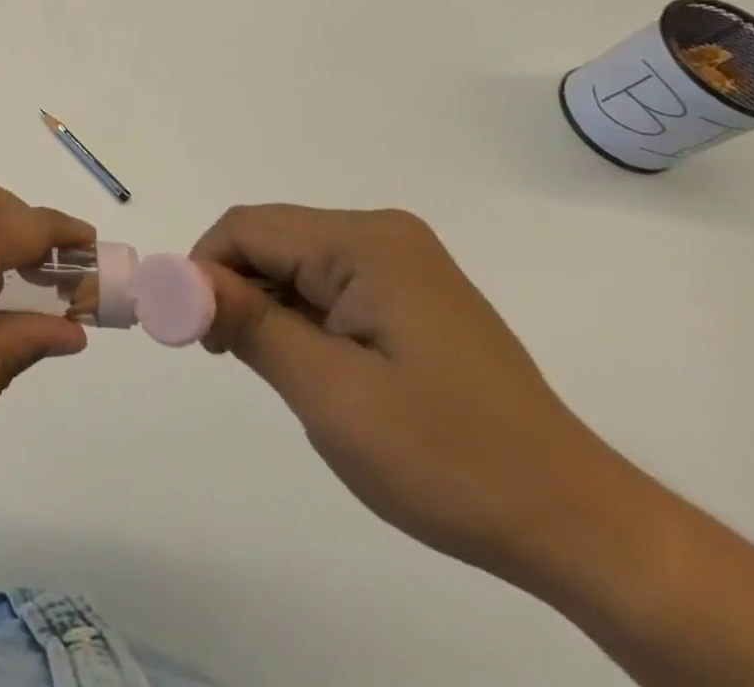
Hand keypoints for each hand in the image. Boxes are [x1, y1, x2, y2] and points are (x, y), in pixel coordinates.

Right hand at [191, 205, 622, 585]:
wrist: (577, 524)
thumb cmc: (446, 457)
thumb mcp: (327, 391)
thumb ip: (246, 321)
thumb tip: (177, 279)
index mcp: (366, 242)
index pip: (247, 228)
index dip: (203, 269)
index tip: (190, 330)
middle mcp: (383, 234)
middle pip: (271, 240)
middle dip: (235, 289)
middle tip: (228, 356)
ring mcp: (402, 261)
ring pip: (295, 263)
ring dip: (268, 307)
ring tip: (280, 372)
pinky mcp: (412, 291)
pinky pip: (329, 284)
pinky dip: (301, 316)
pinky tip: (317, 366)